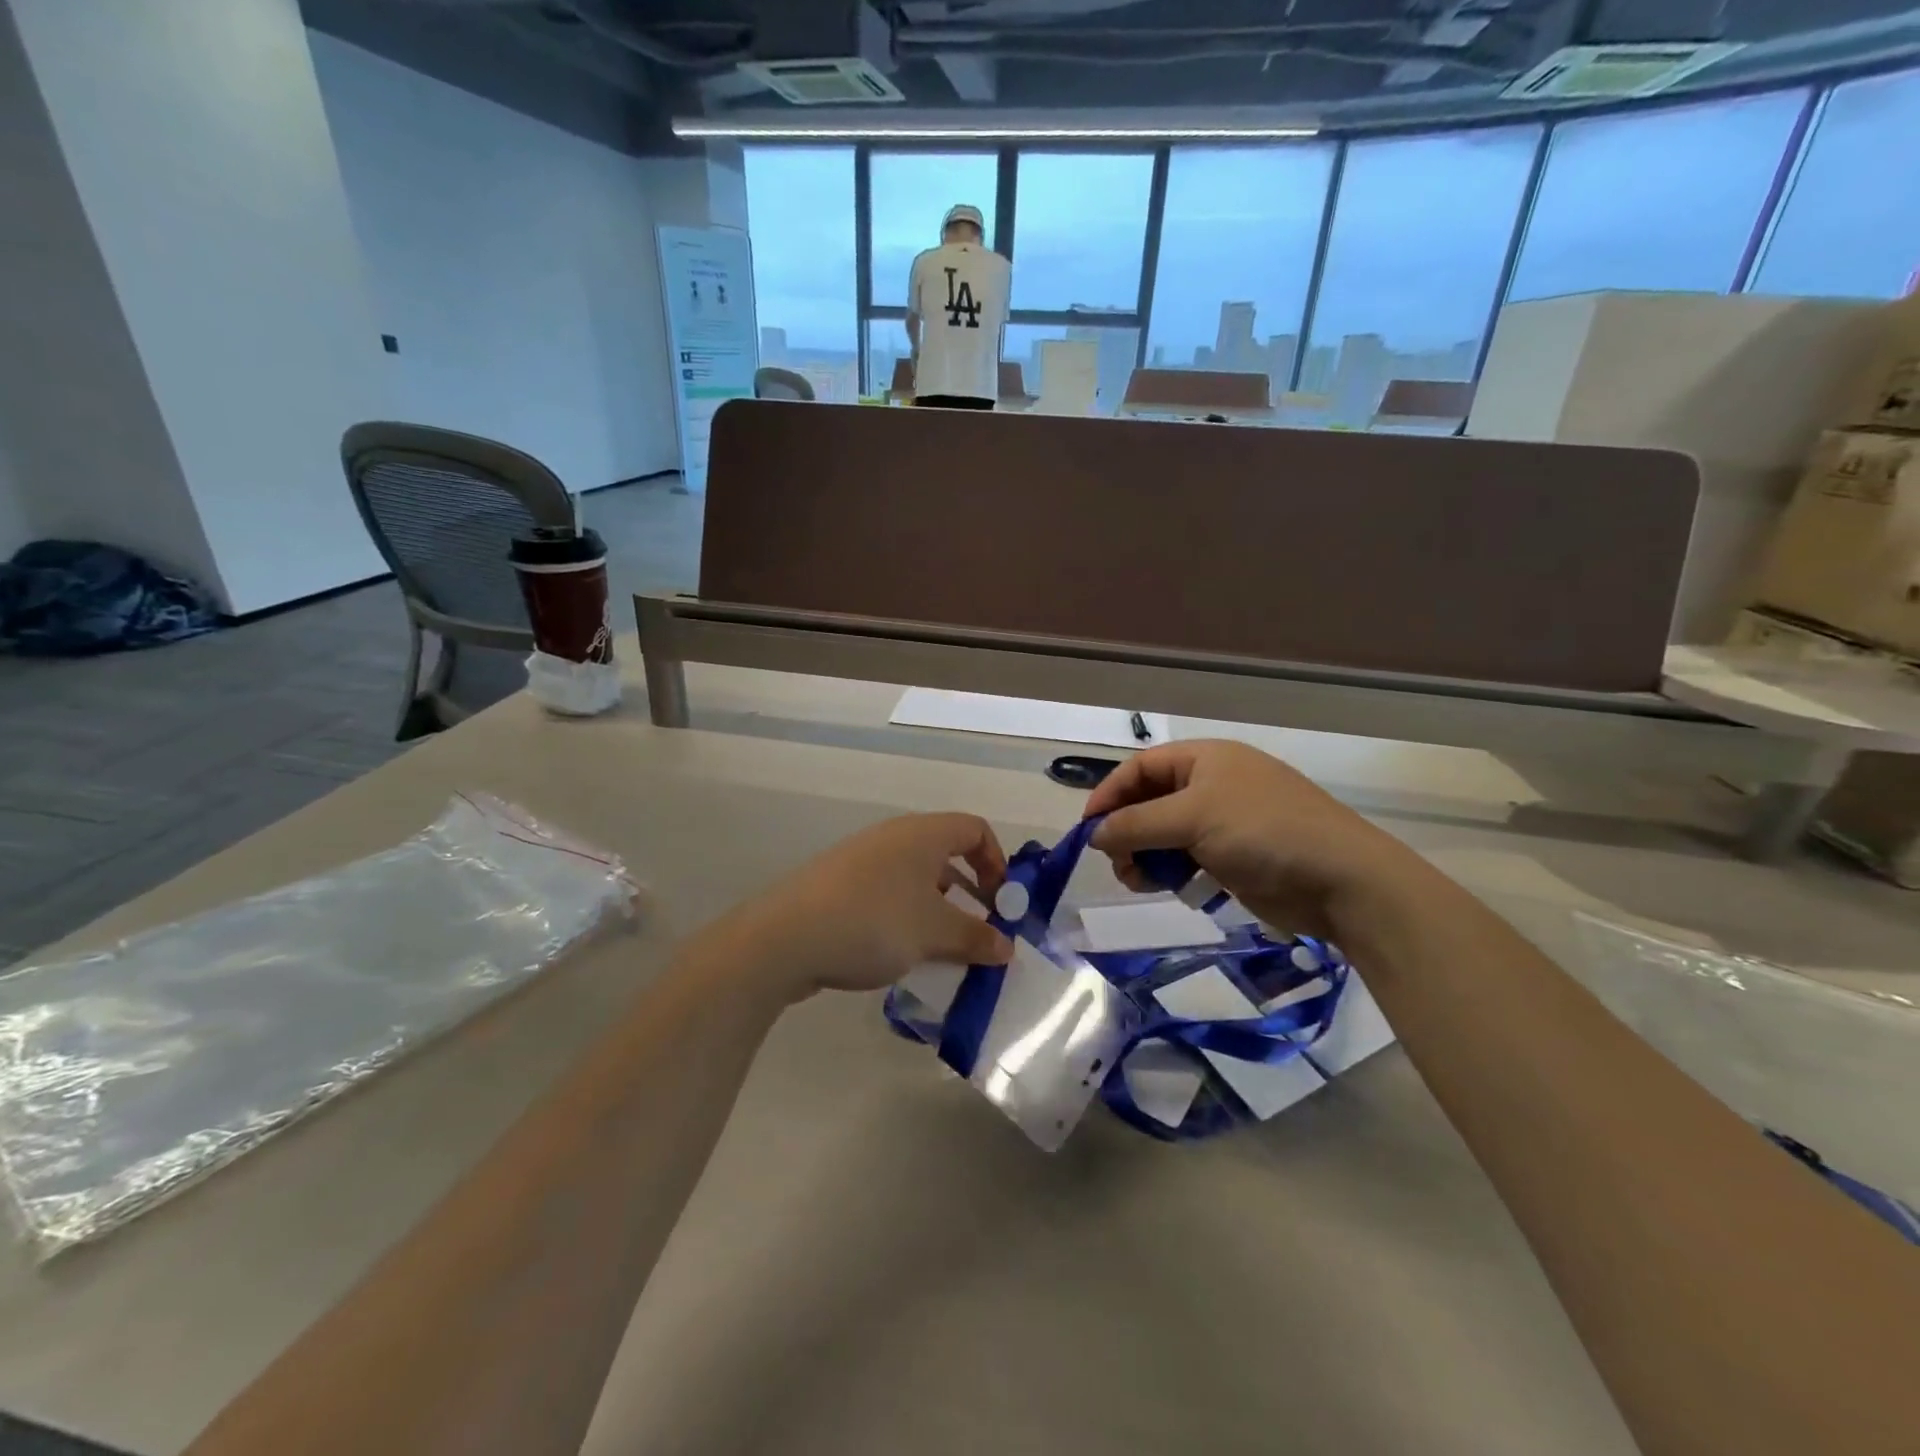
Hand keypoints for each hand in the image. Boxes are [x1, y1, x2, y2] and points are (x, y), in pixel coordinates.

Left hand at [724, 814, 1013, 1000]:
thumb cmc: (875, 922)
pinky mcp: (838, 886)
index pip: (974, 828)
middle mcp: (893, 838)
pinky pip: (887, 894)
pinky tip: (902, 953)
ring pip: (915, 878)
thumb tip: (1007, 947)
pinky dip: (906, 917)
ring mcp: (861, 860)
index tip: (1002, 902)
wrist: (786, 938)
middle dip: (970, 891)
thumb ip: (977, 938)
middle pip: (945, 854)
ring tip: (944, 949)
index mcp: (922, 834)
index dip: (997, 861)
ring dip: (938, 909)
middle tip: (980, 929)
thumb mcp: (935, 933)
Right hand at [1085, 740, 1427, 939]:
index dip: (1110, 794)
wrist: (1340, 879)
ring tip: (1140, 880)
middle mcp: (1211, 784)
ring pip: (1164, 834)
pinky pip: (1186, 857)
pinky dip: (1171, 870)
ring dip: (1145, 855)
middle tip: (1117, 863)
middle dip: (1127, 831)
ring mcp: (1224, 821)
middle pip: (1149, 802)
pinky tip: (1169, 887)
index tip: (1087, 829)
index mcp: (1204, 759)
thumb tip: (1094, 834)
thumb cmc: (1262, 831)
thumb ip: (1136, 824)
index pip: (1140, 768)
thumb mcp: (1192, 819)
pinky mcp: (1233, 855)